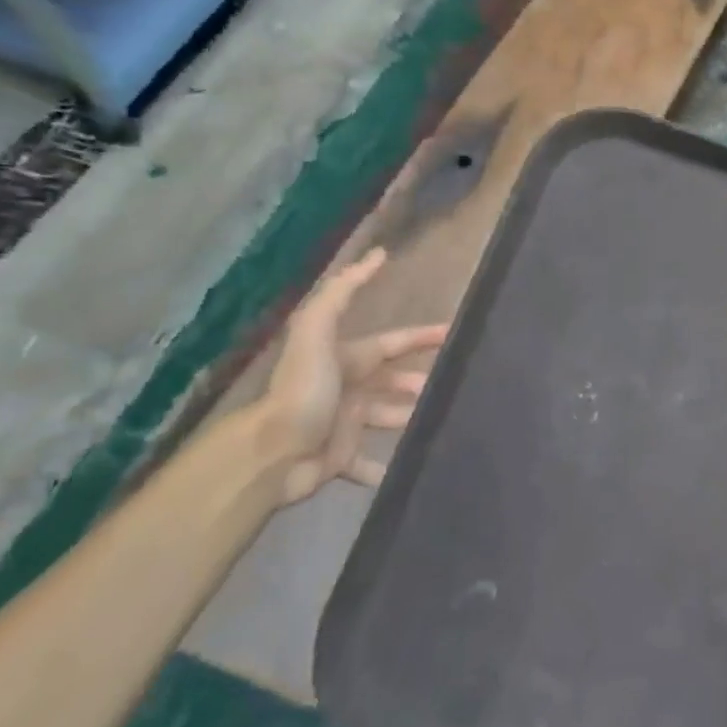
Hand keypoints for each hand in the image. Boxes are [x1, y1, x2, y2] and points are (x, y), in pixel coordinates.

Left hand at [256, 248, 447, 503]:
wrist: (272, 453)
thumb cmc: (304, 390)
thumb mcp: (318, 330)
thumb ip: (343, 291)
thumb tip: (377, 254)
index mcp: (345, 359)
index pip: (390, 343)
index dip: (420, 337)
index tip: (453, 334)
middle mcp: (347, 388)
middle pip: (392, 381)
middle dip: (420, 382)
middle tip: (454, 387)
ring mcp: (344, 425)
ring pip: (387, 418)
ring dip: (410, 420)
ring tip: (442, 424)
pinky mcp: (340, 458)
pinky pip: (368, 464)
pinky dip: (386, 468)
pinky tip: (411, 472)